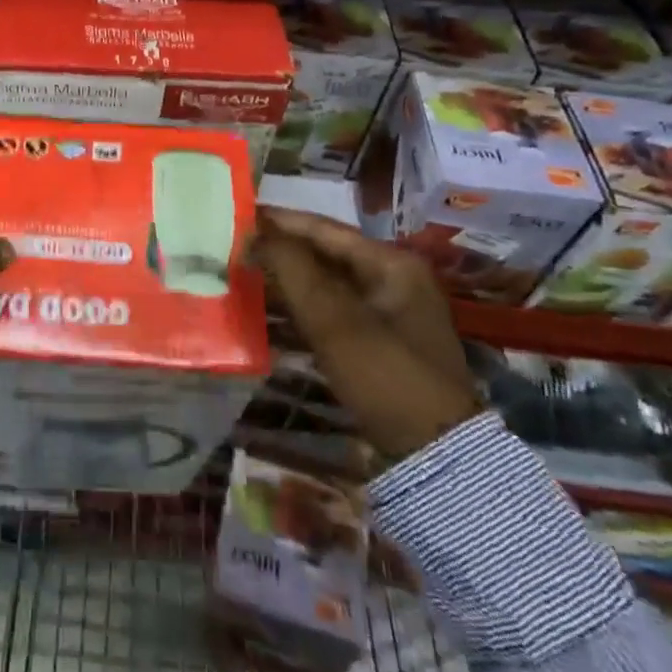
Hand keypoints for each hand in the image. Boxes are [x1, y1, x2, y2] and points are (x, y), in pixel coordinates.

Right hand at [250, 207, 481, 462]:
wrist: (437, 456)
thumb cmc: (386, 376)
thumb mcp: (335, 320)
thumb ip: (293, 269)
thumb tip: (254, 231)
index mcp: (392, 263)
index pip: (325, 229)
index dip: (280, 221)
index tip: (239, 214)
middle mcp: (394, 279)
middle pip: (326, 253)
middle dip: (282, 249)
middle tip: (235, 244)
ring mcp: (390, 313)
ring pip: (327, 283)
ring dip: (288, 279)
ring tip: (244, 272)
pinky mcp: (380, 344)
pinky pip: (333, 312)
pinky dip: (302, 307)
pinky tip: (269, 310)